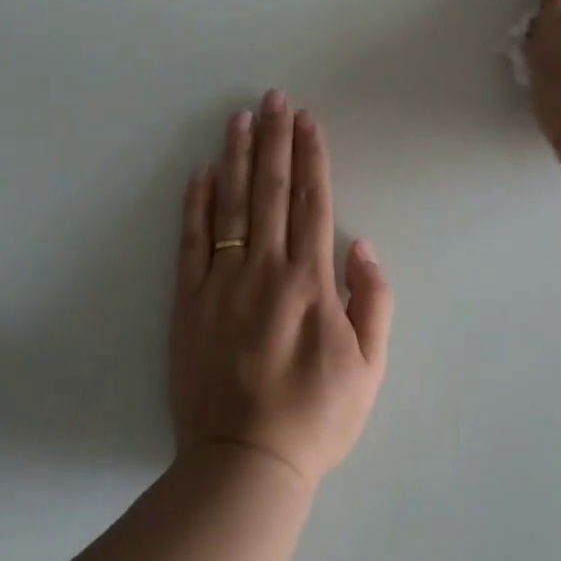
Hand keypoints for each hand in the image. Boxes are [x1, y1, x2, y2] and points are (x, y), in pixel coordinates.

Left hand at [170, 92, 393, 487]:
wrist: (246, 462)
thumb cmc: (317, 417)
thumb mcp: (370, 367)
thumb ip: (373, 301)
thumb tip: (362, 246)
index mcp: (311, 282)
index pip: (312, 202)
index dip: (311, 157)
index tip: (308, 120)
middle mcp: (266, 270)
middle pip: (271, 191)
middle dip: (275, 140)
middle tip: (274, 98)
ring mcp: (221, 284)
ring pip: (230, 206)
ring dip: (236, 158)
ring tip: (239, 119)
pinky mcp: (188, 304)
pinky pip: (191, 244)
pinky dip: (194, 206)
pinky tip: (199, 174)